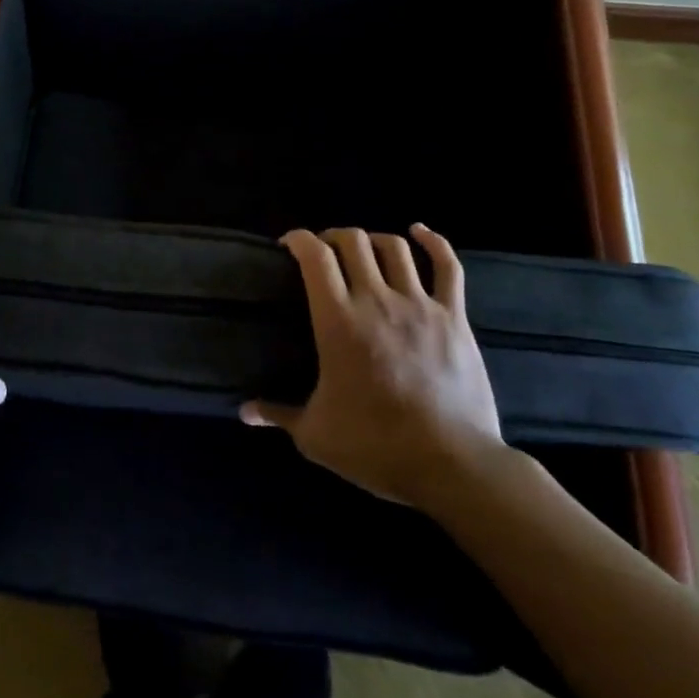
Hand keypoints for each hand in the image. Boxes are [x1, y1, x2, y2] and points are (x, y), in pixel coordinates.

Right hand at [241, 225, 505, 512]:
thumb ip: (278, 414)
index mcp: (337, 321)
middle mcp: (376, 300)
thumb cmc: (375, 447)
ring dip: (372, 240)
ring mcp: (419, 305)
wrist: (451, 466)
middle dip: (332, 237)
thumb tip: (244, 411)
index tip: (288, 245)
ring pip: (394, 247)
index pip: (314, 256)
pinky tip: (419, 231)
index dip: (298, 239)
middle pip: (352, 241)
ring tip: (362, 250)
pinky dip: (434, 242)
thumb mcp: (315, 434)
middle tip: (323, 253)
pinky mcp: (454, 317)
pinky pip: (448, 267)